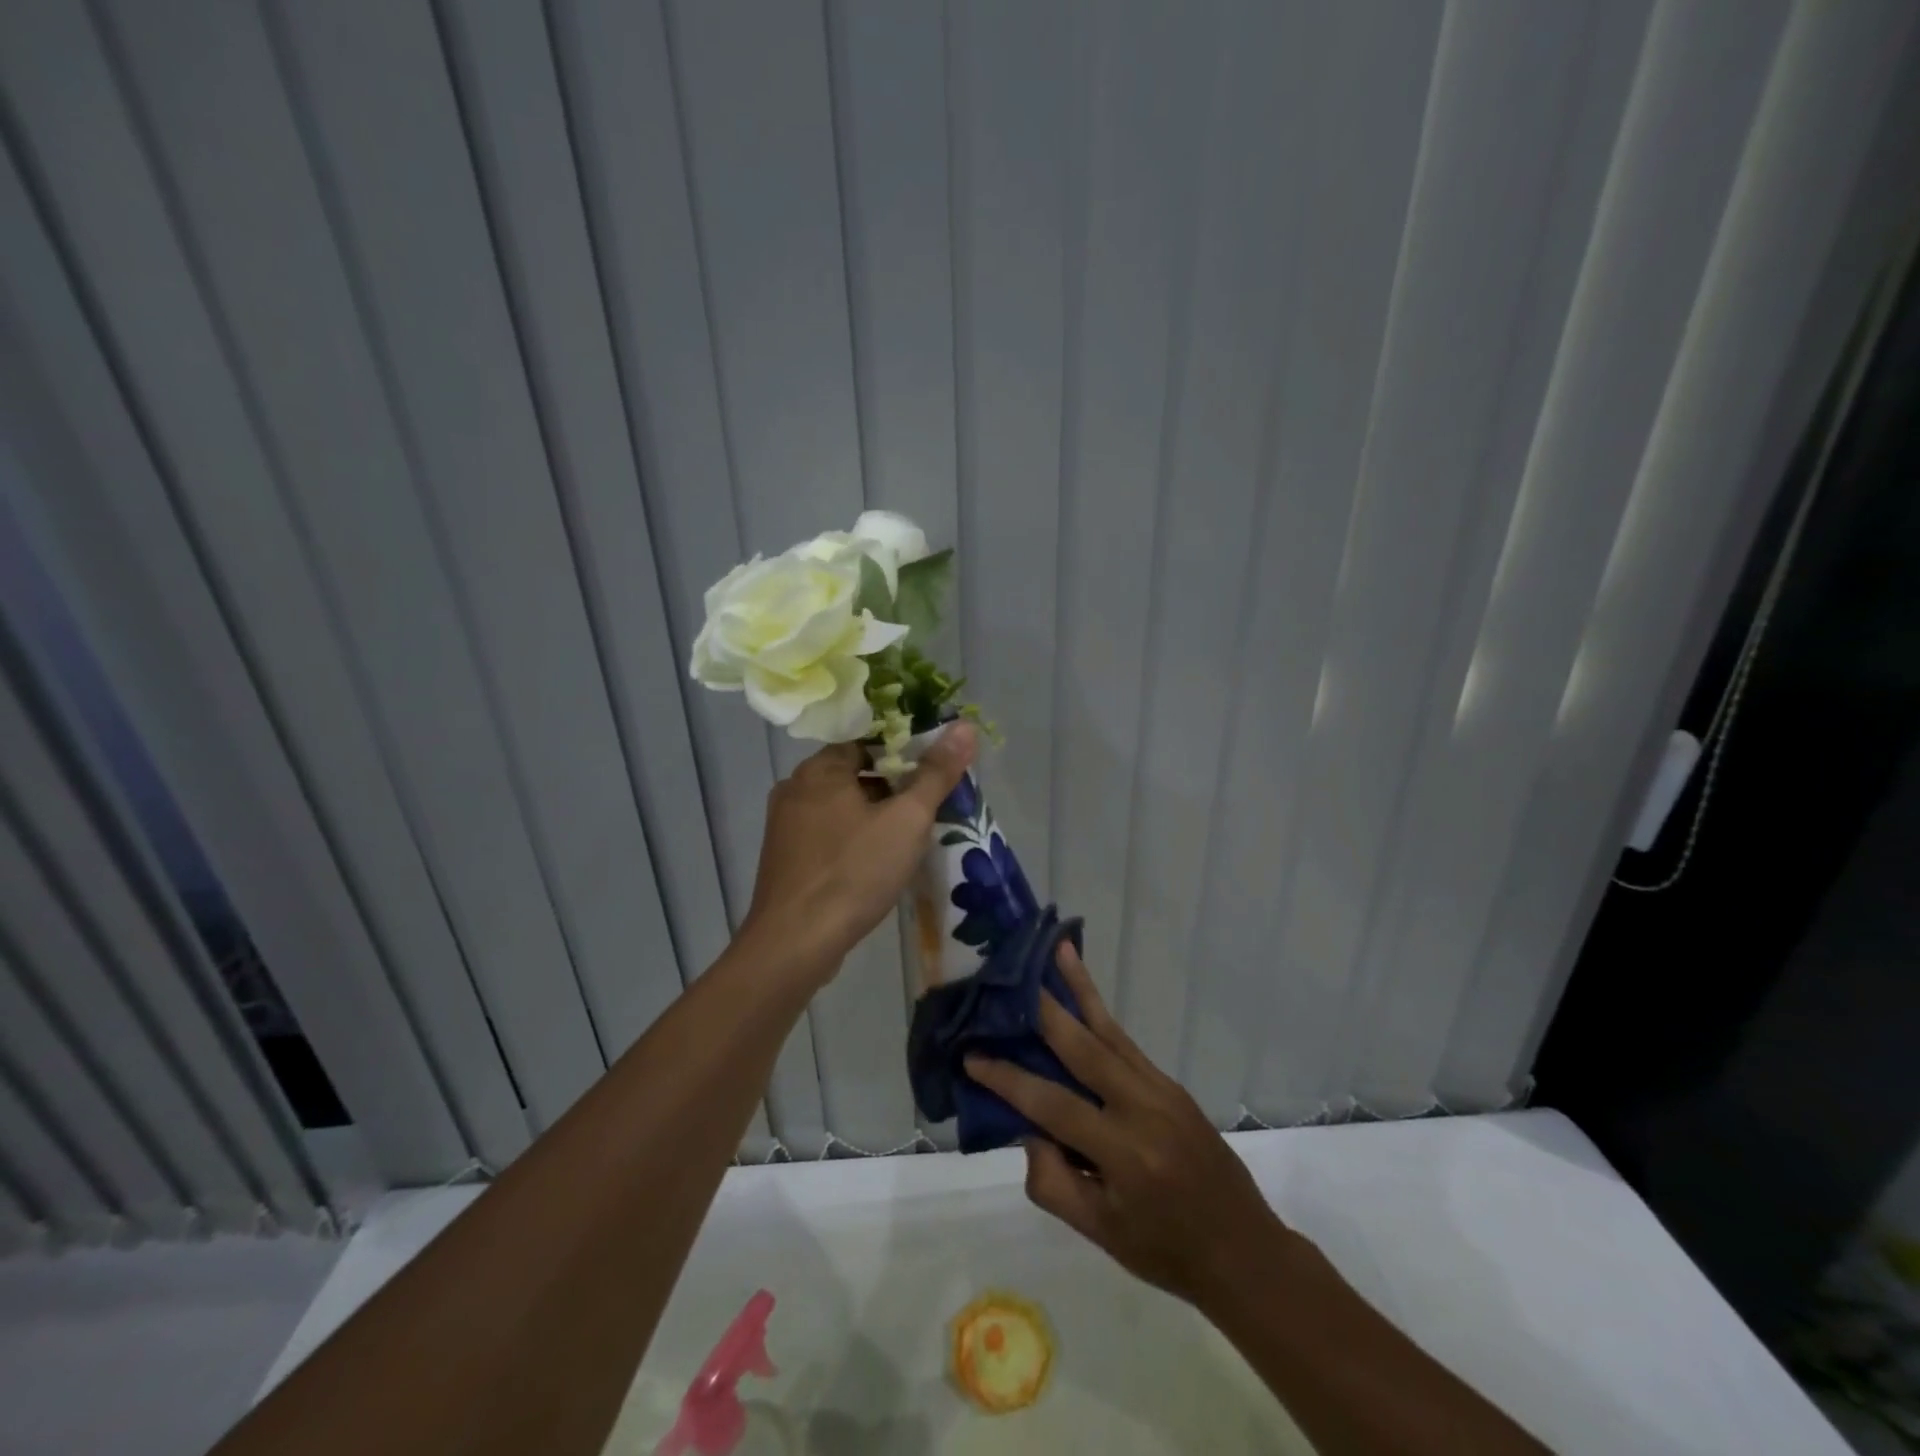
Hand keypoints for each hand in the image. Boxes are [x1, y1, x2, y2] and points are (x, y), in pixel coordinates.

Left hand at [740, 724, 975, 988]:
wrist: (795, 943)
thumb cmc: (853, 872)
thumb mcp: (907, 820)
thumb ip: (936, 773)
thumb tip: (964, 727)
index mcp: (819, 769)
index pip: (867, 740)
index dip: (904, 751)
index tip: (933, 772)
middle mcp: (794, 788)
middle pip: (853, 773)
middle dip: (892, 787)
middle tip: (928, 808)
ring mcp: (784, 826)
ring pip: (840, 807)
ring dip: (872, 815)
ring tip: (908, 837)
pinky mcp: (784, 859)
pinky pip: (826, 834)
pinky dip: (852, 839)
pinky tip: (875, 863)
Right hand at [965, 941, 1292, 1308]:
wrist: (1243, 1250)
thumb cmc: (1165, 1251)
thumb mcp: (1100, 1233)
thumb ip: (1053, 1182)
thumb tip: (1027, 1128)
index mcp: (1124, 1154)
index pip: (1053, 1105)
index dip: (1009, 1080)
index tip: (972, 1056)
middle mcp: (1143, 1109)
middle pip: (1084, 1048)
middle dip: (1044, 1011)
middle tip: (1012, 979)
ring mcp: (1162, 1089)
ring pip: (1109, 1031)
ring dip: (1080, 990)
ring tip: (1057, 951)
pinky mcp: (1170, 1083)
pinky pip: (1125, 1043)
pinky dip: (1100, 1015)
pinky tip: (1082, 993)